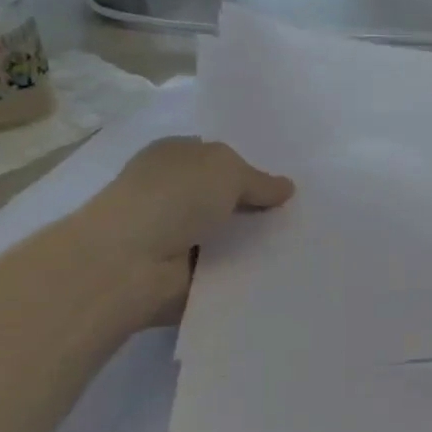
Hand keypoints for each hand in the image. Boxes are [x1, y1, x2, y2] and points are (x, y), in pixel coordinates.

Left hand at [65, 138, 294, 326]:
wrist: (131, 261)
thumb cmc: (174, 197)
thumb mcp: (226, 169)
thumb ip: (259, 180)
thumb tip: (285, 188)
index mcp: (173, 157)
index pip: (217, 159)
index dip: (249, 170)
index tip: (285, 187)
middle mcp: (172, 193)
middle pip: (226, 198)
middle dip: (257, 208)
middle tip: (301, 217)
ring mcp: (175, 235)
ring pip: (228, 235)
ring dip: (254, 243)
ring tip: (299, 247)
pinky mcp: (181, 274)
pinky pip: (225, 269)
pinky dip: (244, 272)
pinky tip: (276, 272)